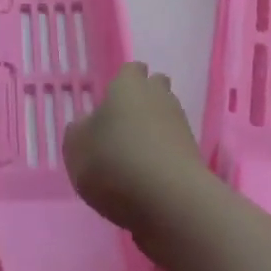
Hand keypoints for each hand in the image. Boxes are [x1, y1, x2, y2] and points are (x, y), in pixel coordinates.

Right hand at [65, 61, 207, 232]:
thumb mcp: (76, 148)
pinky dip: (163, 156)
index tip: (110, 102)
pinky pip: (174, 147)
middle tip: (123, 126)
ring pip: (166, 118)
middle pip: (155, 89)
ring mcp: (181, 125)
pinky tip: (148, 177)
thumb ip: (78, 132)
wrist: (169, 200)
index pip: (131, 69)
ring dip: (153, 131)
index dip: (122, 82)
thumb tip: (87, 125)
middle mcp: (159, 97)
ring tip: (133, 157)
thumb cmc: (114, 162)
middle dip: (143, 101)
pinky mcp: (194, 155)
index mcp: (129, 85)